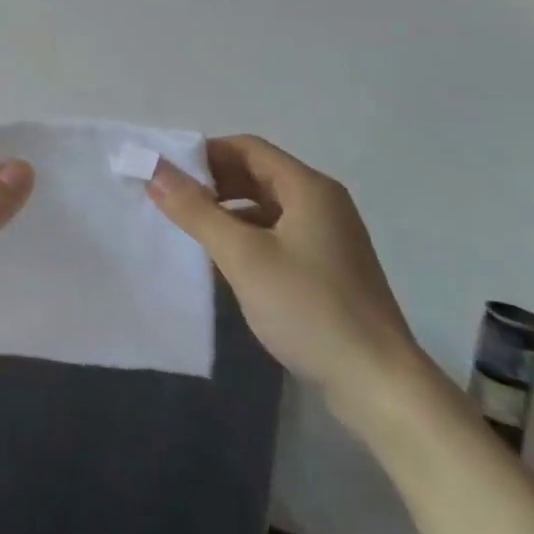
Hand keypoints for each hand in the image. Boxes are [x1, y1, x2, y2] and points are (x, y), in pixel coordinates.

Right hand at [147, 136, 426, 428]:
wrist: (379, 386)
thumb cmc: (309, 308)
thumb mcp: (243, 255)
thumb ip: (195, 210)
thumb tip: (154, 169)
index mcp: (308, 188)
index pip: (247, 147)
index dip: (204, 154)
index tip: (168, 175)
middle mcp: (322, 203)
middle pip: (257, 174)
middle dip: (213, 183)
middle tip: (173, 203)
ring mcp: (329, 237)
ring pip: (266, 207)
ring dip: (228, 212)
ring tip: (192, 233)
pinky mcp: (328, 269)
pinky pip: (278, 235)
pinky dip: (248, 237)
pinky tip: (226, 263)